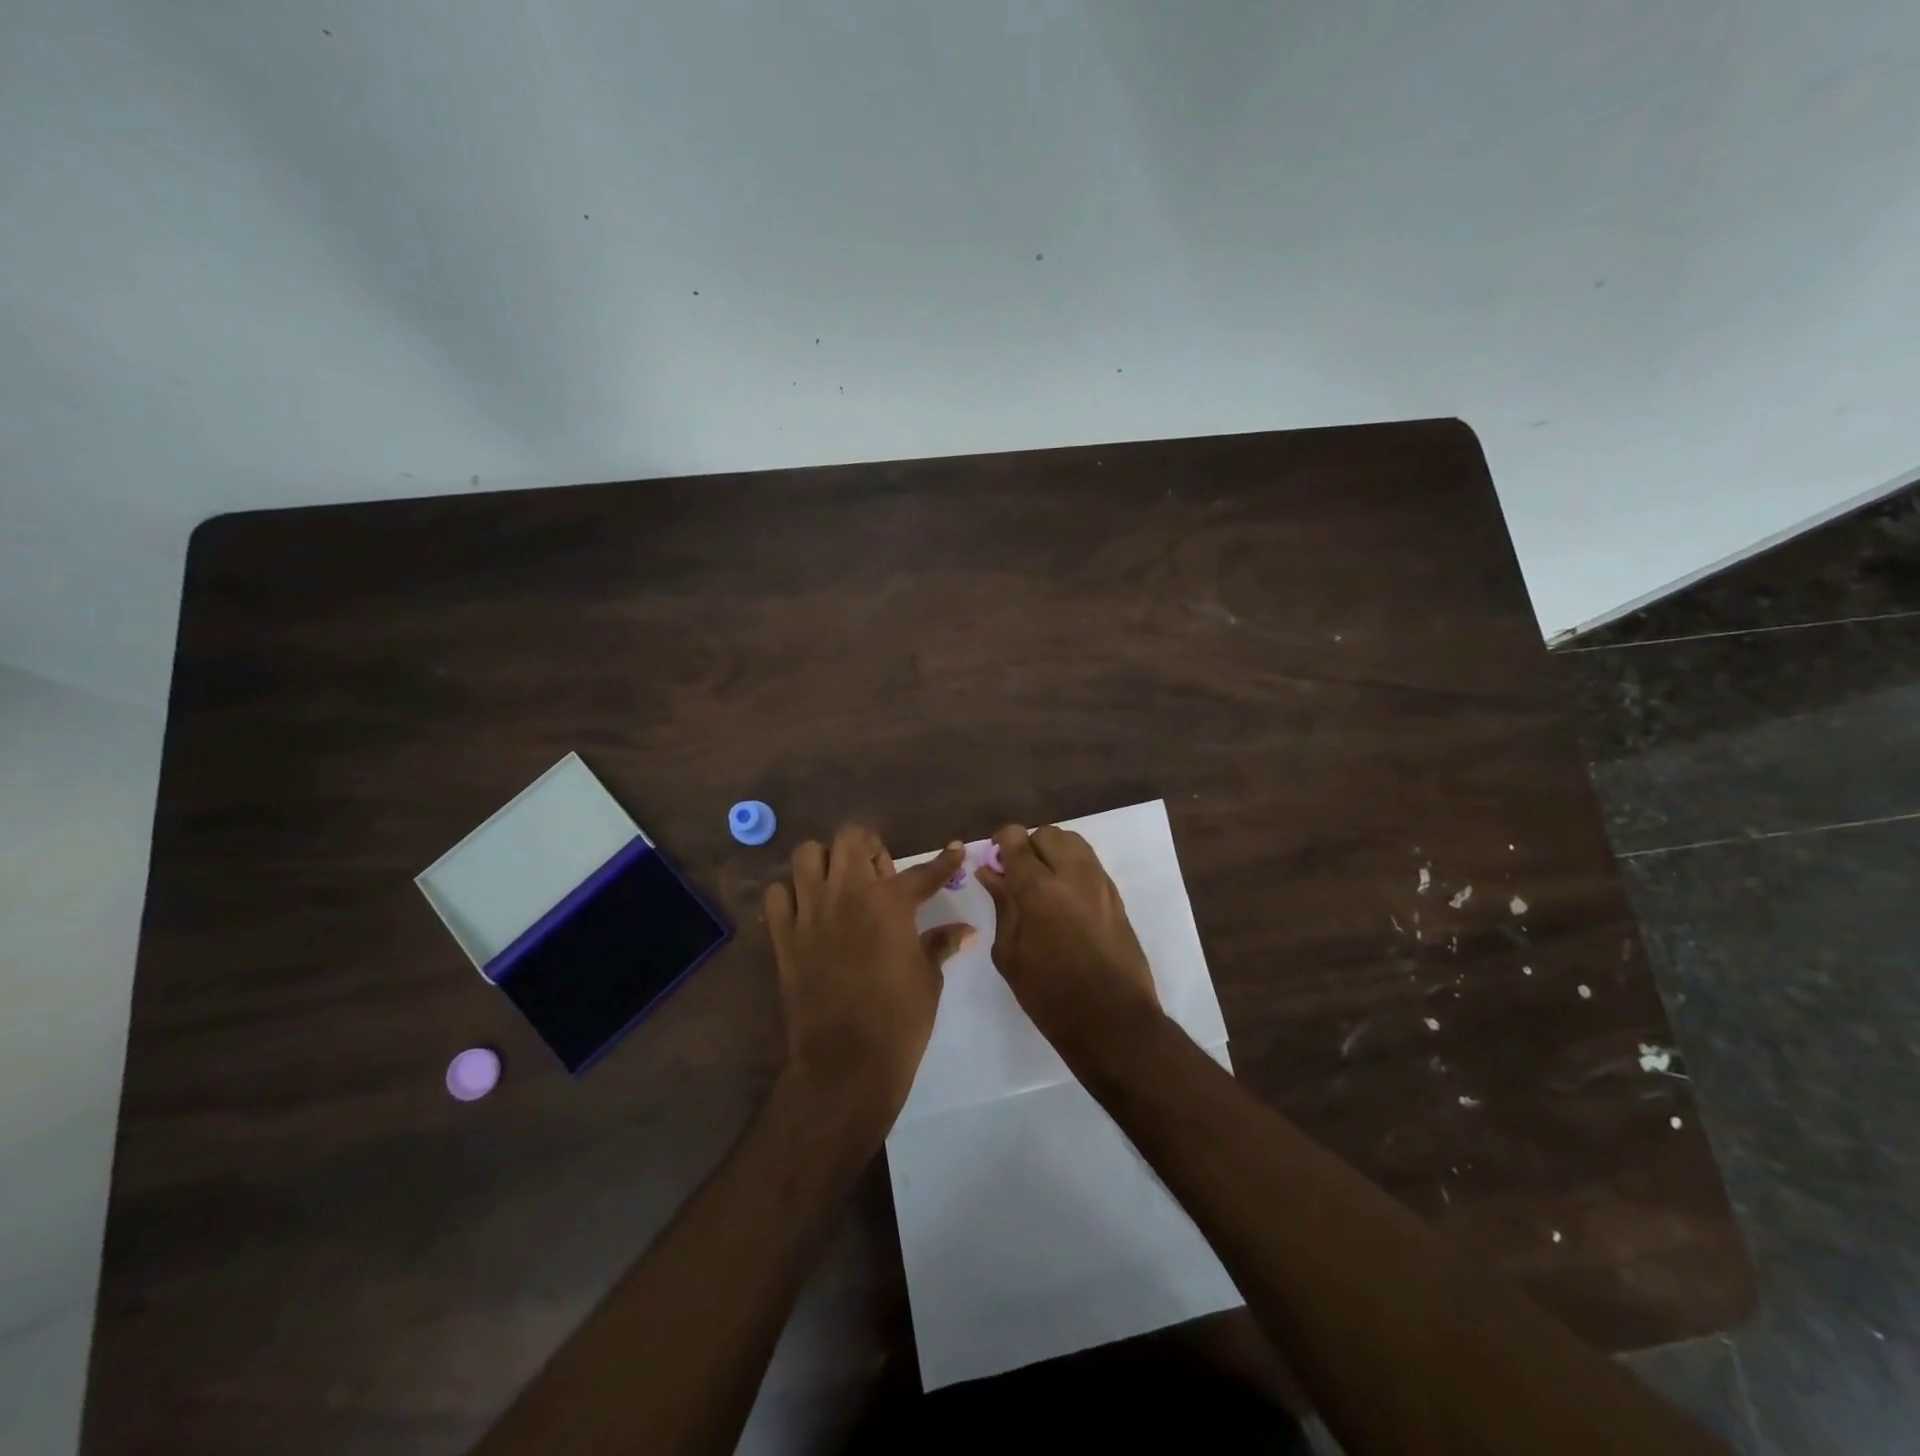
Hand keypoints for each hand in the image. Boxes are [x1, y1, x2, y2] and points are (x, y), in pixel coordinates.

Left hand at [764, 826, 971, 1133]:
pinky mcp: (783, 937)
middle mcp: (846, 895)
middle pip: (850, 838)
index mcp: (889, 903)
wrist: (846, 1062)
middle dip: (868, 846)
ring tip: (839, 884)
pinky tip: (808, 911)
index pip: (922, 872)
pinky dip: (792, 895)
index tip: (955, 848)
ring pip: (806, 855)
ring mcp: (810, 913)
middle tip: (879, 874)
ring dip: (826, 862)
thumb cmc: (899, 1019)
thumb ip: (941, 944)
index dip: (944, 860)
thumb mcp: (928, 978)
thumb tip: (966, 930)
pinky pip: (778, 895)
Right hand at [976, 824, 1163, 1068]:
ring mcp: (1100, 883)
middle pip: (1047, 834)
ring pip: (1073, 843)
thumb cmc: (1049, 994)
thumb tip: (990, 872)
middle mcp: (1072, 874)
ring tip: (1043, 885)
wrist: (1112, 1020)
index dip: (1002, 843)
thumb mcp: (1010, 953)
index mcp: (1039, 888)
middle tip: (1018, 877)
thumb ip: (1002, 905)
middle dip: (1029, 847)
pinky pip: (1090, 864)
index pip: (1017, 839)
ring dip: (1053, 853)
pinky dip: (1073, 868)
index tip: (995, 861)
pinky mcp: (1116, 896)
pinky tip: (1064, 900)